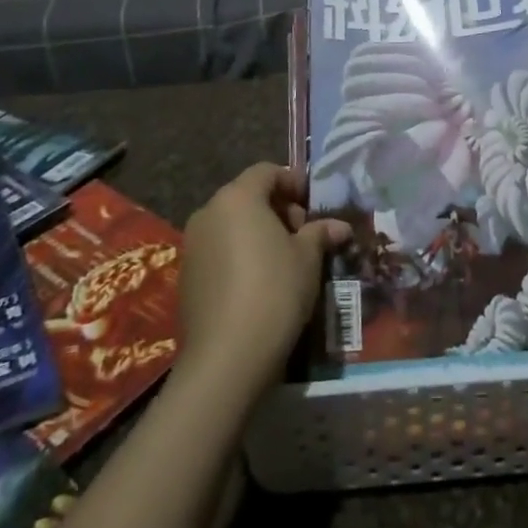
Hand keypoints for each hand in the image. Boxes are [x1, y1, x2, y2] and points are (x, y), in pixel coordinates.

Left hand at [178, 163, 351, 396]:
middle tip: (304, 235)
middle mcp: (209, 212)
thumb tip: (339, 227)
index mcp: (237, 198)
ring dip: (259, 233)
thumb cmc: (275, 290)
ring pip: (232, 225)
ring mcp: (193, 245)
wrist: (227, 356)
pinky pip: (219, 251)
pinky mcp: (187, 275)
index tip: (314, 205)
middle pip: (247, 197)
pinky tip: (260, 283)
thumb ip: (320, 233)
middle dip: (278, 209)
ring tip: (286, 261)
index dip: (293, 183)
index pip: (266, 172)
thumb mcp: (308, 258)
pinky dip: (240, 255)